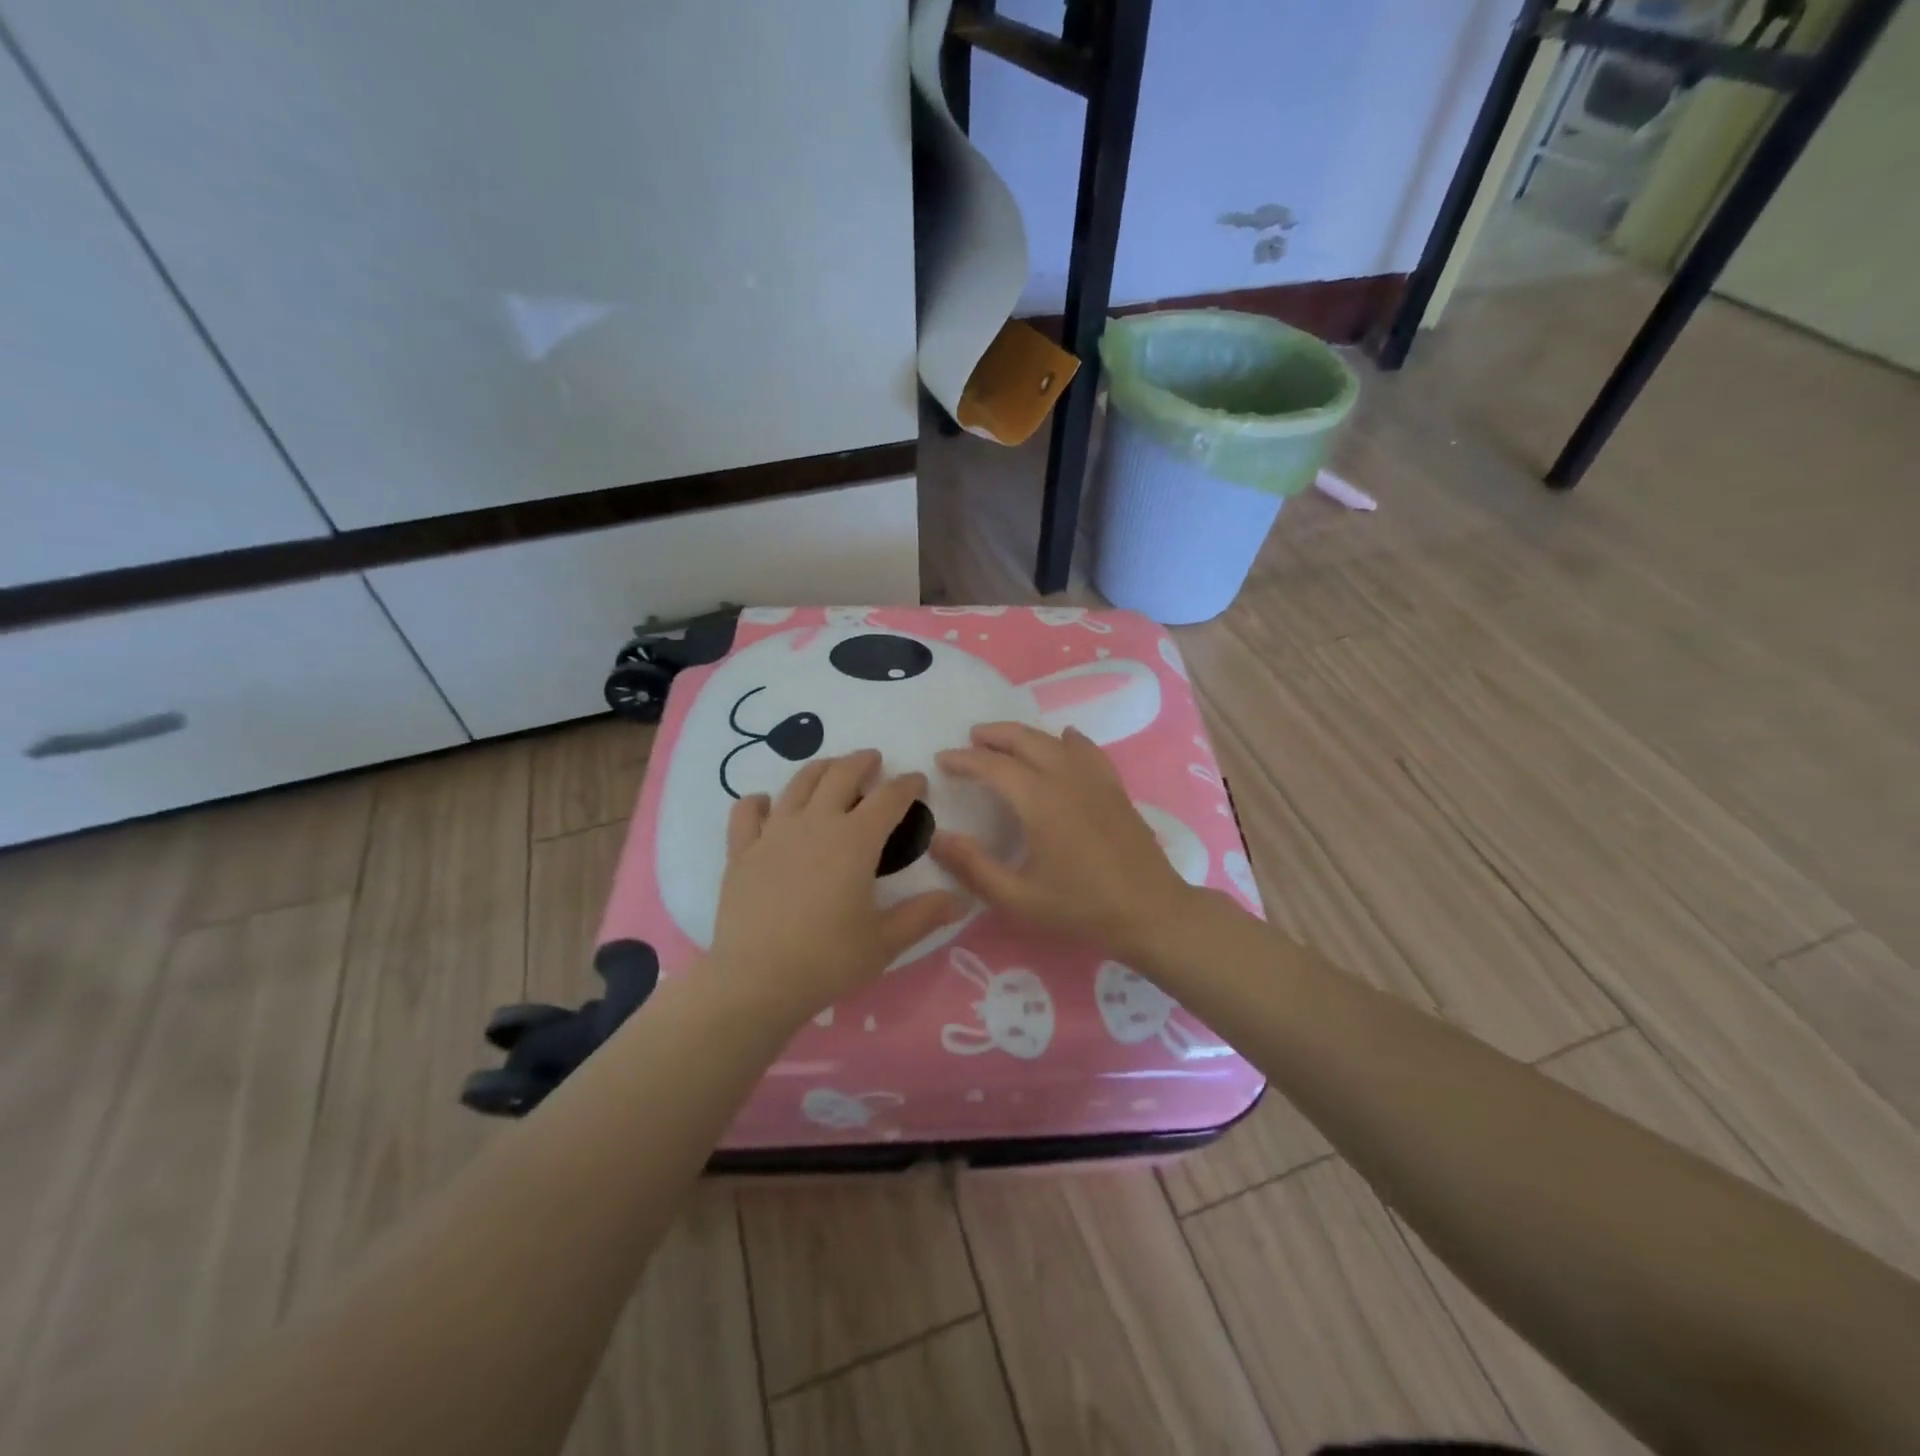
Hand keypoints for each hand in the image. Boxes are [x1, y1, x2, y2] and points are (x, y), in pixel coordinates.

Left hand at [708, 749, 964, 1025]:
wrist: (756, 982)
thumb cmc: (828, 960)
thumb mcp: (885, 942)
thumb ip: (924, 916)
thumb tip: (961, 900)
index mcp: (855, 841)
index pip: (888, 798)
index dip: (907, 785)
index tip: (918, 782)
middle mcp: (815, 824)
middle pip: (840, 775)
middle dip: (862, 762)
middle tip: (873, 760)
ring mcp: (774, 833)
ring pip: (798, 784)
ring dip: (820, 769)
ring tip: (831, 769)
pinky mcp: (742, 851)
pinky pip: (747, 812)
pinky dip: (759, 802)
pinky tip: (767, 805)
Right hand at [932, 723, 1197, 958]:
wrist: (1150, 912)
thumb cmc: (1081, 907)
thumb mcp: (1018, 897)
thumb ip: (974, 866)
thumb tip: (937, 837)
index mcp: (1039, 800)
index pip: (993, 766)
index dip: (964, 760)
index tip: (941, 760)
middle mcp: (1066, 777)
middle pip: (1024, 740)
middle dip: (994, 735)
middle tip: (970, 740)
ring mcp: (1095, 779)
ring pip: (1054, 740)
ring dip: (1025, 735)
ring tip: (1005, 741)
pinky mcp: (1115, 788)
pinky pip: (1088, 750)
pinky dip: (1069, 740)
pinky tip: (1065, 740)